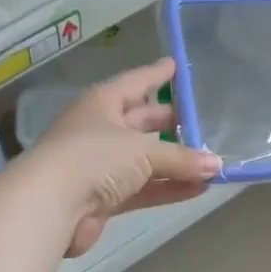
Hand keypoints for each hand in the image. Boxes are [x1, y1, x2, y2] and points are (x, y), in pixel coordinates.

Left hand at [32, 58, 222, 256]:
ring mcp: (101, 166)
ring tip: (210, 162)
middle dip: (171, 123)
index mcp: (102, 103)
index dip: (157, 75)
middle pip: (142, 122)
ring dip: (175, 162)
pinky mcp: (104, 198)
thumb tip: (218, 165)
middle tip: (203, 122)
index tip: (177, 66)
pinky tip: (197, 189)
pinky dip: (167, 188)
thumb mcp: (143, 151)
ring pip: (145, 160)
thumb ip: (182, 158)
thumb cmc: (94, 158)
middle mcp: (100, 130)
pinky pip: (143, 189)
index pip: (136, 82)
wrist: (52, 205)